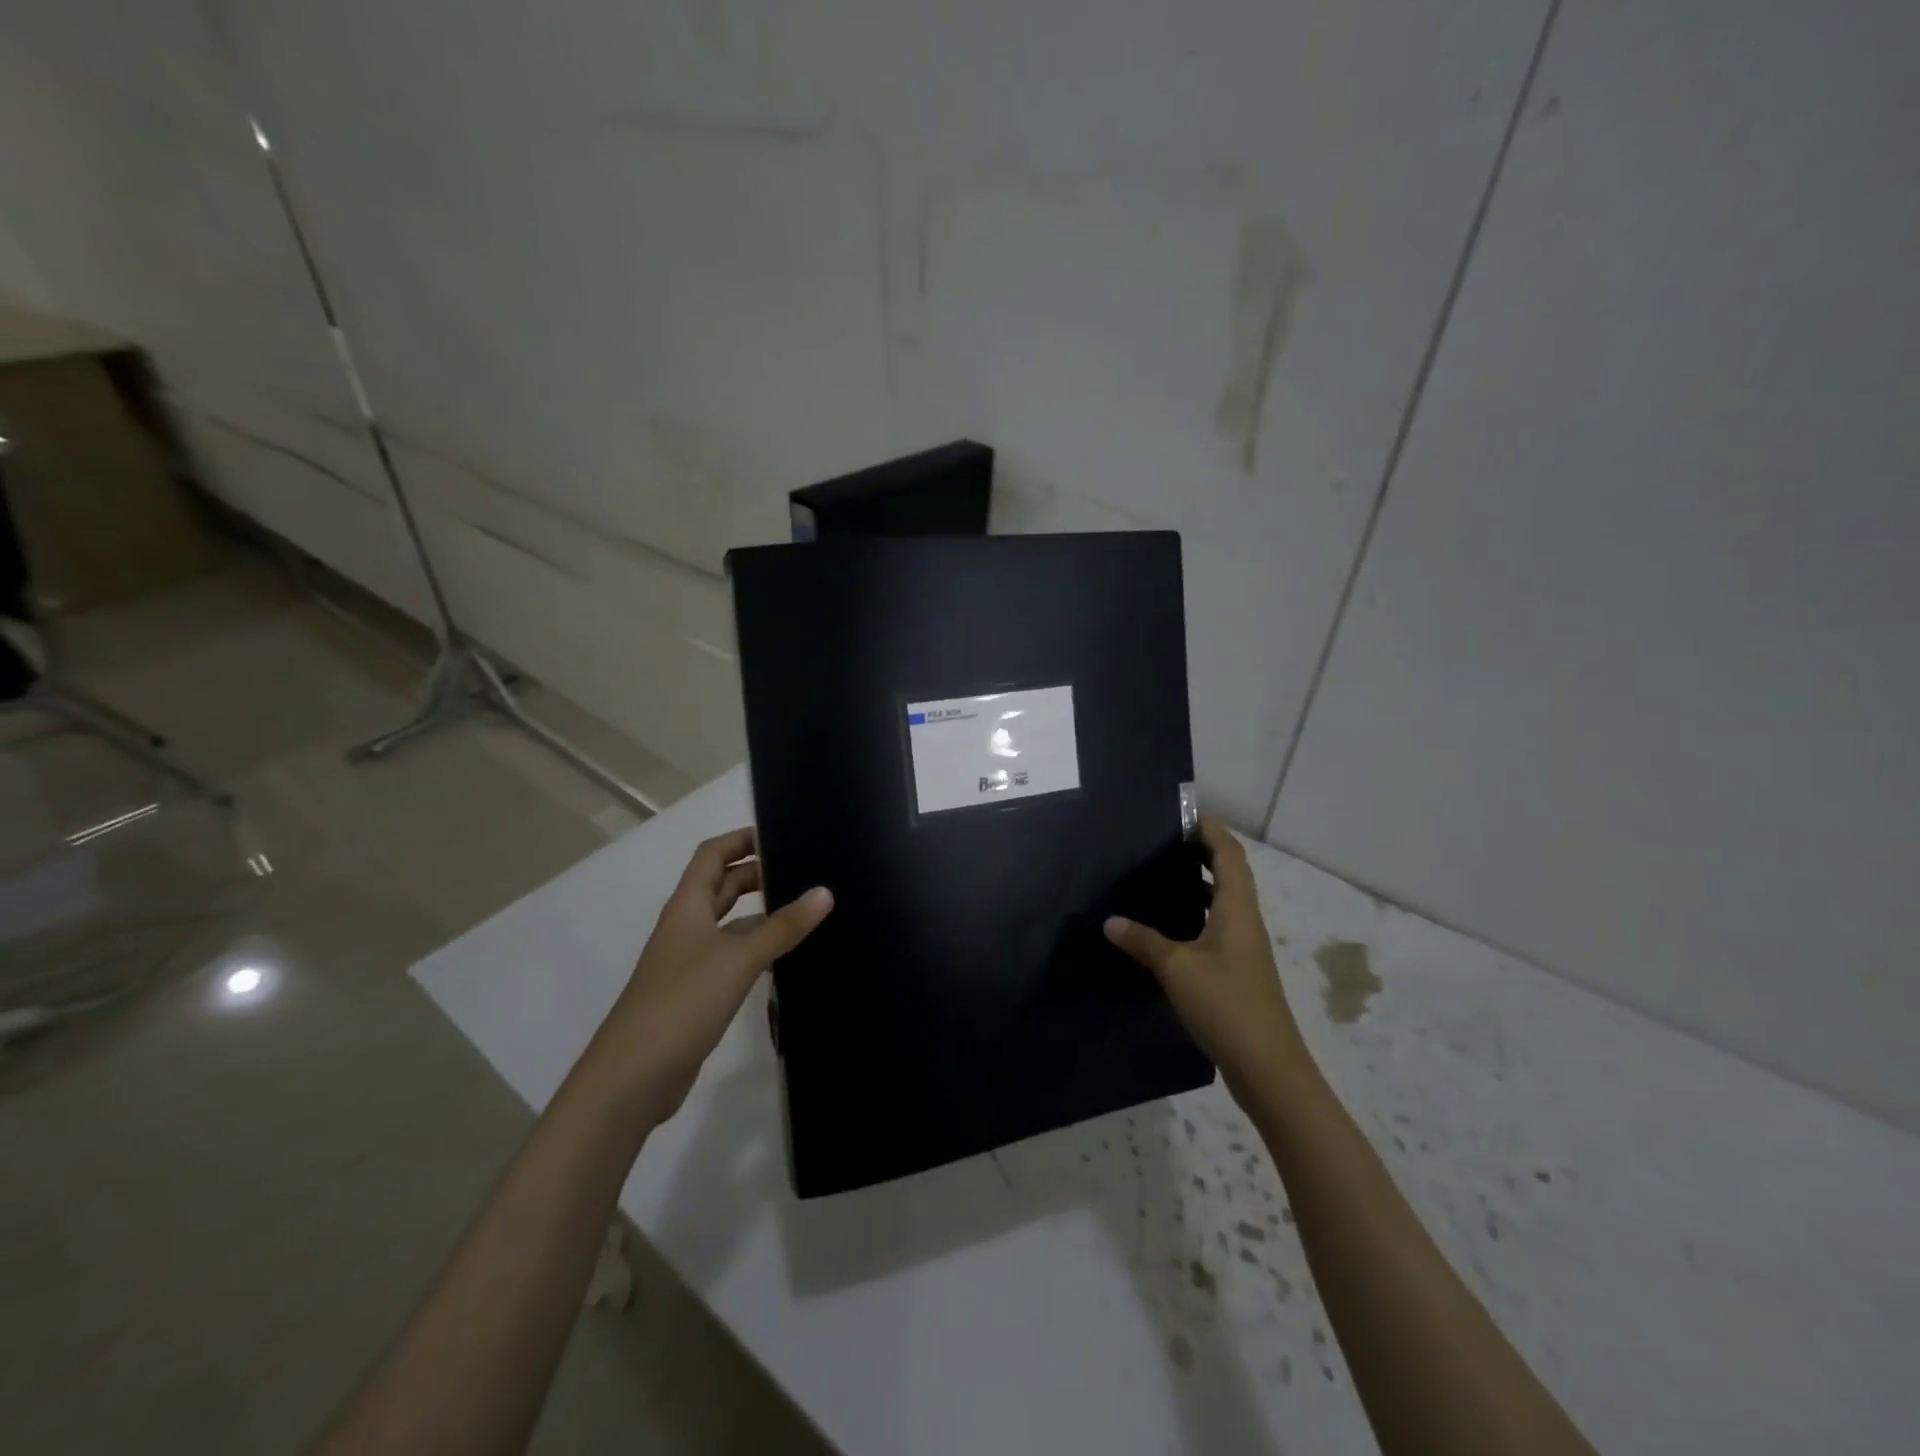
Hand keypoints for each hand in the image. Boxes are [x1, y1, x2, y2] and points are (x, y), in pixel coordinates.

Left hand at [584, 827, 831, 1127]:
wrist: (633, 1077)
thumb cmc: (682, 1001)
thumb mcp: (739, 958)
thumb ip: (783, 927)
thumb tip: (825, 892)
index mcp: (687, 907)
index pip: (712, 855)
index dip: (742, 839)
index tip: (781, 834)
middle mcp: (687, 927)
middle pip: (722, 886)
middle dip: (758, 874)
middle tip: (804, 872)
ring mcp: (690, 962)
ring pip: (730, 924)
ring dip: (761, 914)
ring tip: (805, 910)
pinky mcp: (698, 993)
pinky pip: (733, 957)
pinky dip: (757, 950)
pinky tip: (786, 958)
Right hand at [1104, 815, 1308, 1107]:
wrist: (1268, 1068)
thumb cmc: (1226, 1005)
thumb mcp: (1177, 969)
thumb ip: (1143, 941)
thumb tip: (1110, 921)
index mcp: (1237, 909)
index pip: (1229, 854)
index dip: (1211, 829)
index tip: (1185, 813)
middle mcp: (1245, 921)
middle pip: (1230, 873)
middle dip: (1204, 851)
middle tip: (1164, 842)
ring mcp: (1244, 948)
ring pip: (1225, 901)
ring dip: (1201, 883)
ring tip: (1162, 875)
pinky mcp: (1238, 971)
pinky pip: (1218, 926)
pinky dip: (1197, 914)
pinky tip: (1169, 927)